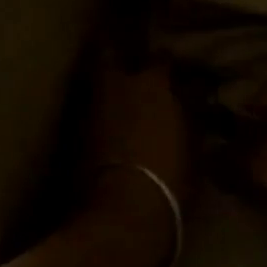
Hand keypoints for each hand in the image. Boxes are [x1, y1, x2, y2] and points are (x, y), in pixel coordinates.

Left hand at [76, 58, 192, 266]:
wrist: (121, 216)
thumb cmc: (169, 179)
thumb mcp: (193, 147)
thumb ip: (190, 118)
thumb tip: (192, 102)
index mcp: (152, 84)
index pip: (162, 59)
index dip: (167, 62)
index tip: (173, 66)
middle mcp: (117, 87)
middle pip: (108, 53)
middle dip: (117, 51)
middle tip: (128, 59)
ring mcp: (90, 109)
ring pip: (96, 83)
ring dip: (107, 85)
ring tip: (119, 93)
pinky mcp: (74, 136)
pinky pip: (89, 111)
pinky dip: (99, 112)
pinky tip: (108, 121)